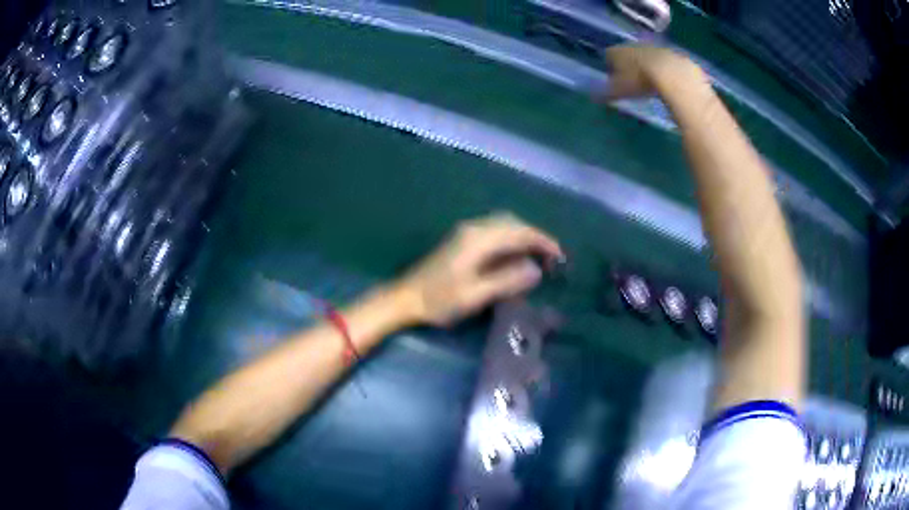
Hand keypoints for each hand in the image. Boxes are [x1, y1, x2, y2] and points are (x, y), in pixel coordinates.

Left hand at [396, 213, 562, 326]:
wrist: (405, 298)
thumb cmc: (439, 300)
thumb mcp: (475, 295)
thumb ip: (507, 280)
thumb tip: (536, 270)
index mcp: (479, 239)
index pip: (520, 232)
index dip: (543, 242)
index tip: (560, 257)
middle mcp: (474, 228)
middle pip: (513, 223)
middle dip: (535, 237)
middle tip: (551, 259)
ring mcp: (466, 232)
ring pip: (503, 225)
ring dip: (523, 237)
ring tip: (537, 258)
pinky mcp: (461, 240)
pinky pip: (494, 232)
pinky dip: (510, 240)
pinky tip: (514, 257)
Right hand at [599, 44, 704, 100]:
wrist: (673, 75)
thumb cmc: (641, 81)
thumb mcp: (620, 91)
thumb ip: (606, 93)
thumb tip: (593, 96)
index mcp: (618, 52)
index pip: (609, 55)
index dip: (610, 65)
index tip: (614, 77)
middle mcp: (635, 46)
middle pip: (630, 54)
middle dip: (630, 64)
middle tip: (632, 80)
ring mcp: (656, 49)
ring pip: (648, 57)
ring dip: (649, 67)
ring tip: (651, 84)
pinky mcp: (675, 57)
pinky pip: (667, 64)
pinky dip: (666, 72)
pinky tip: (669, 85)